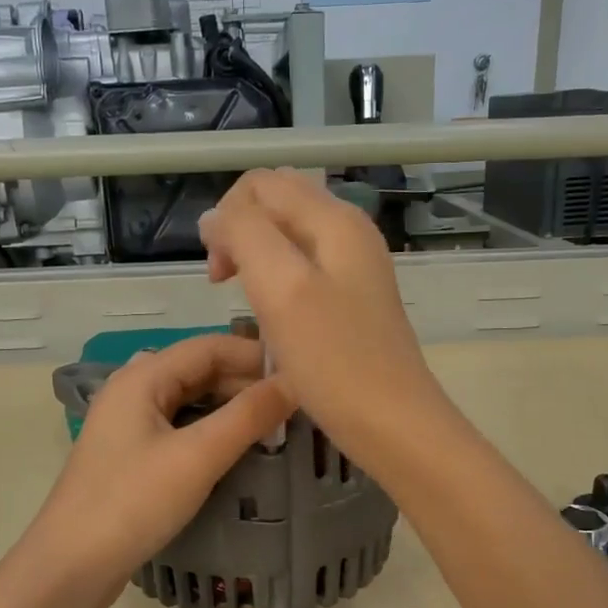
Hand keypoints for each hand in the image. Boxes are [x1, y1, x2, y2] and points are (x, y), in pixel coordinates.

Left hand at [13, 335, 293, 607]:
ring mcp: (129, 425)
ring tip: (274, 427)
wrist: (70, 566)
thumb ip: (247, 416)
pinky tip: (237, 450)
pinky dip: (212, 432)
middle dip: (246, 384)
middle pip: (199, 371)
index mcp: (142, 378)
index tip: (301, 373)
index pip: (210, 346)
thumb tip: (294, 383)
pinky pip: (180, 429)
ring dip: (231, 409)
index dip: (256, 355)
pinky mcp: (131, 457)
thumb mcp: (197, 457)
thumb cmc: (132, 503)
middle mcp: (133, 391)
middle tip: (294, 407)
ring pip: (191, 401)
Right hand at [199, 169, 447, 467]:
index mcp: (334, 219)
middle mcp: (348, 231)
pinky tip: (274, 318)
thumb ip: (244, 236)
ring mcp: (354, 266)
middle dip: (239, 233)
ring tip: (249, 304)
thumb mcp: (281, 288)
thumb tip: (215, 218)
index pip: (261, 184)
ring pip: (287, 237)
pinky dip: (277, 282)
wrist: (392, 424)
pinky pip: (303, 269)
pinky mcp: (352, 299)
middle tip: (229, 284)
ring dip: (256, 258)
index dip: (226, 219)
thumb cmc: (334, 361)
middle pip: (276, 203)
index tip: (220, 274)